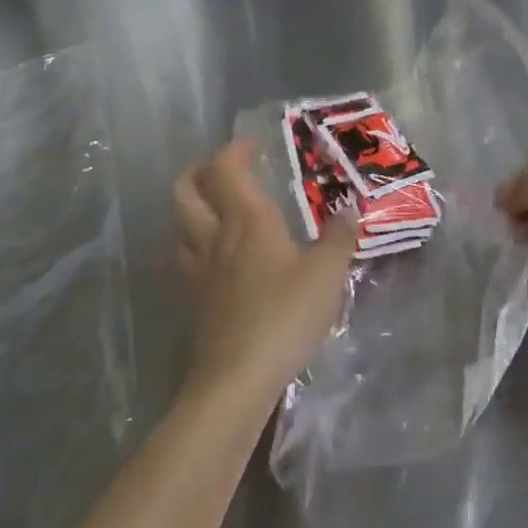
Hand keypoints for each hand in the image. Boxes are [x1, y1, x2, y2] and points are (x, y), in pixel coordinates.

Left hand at [173, 140, 359, 416]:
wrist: (236, 380)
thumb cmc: (284, 317)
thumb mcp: (327, 275)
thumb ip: (339, 239)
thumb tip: (349, 210)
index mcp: (247, 220)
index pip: (226, 168)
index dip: (235, 150)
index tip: (255, 147)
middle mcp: (216, 236)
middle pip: (186, 191)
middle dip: (198, 171)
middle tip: (221, 169)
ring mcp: (199, 270)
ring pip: (178, 224)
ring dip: (191, 206)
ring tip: (215, 208)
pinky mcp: (194, 301)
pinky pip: (184, 257)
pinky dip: (193, 243)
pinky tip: (215, 256)